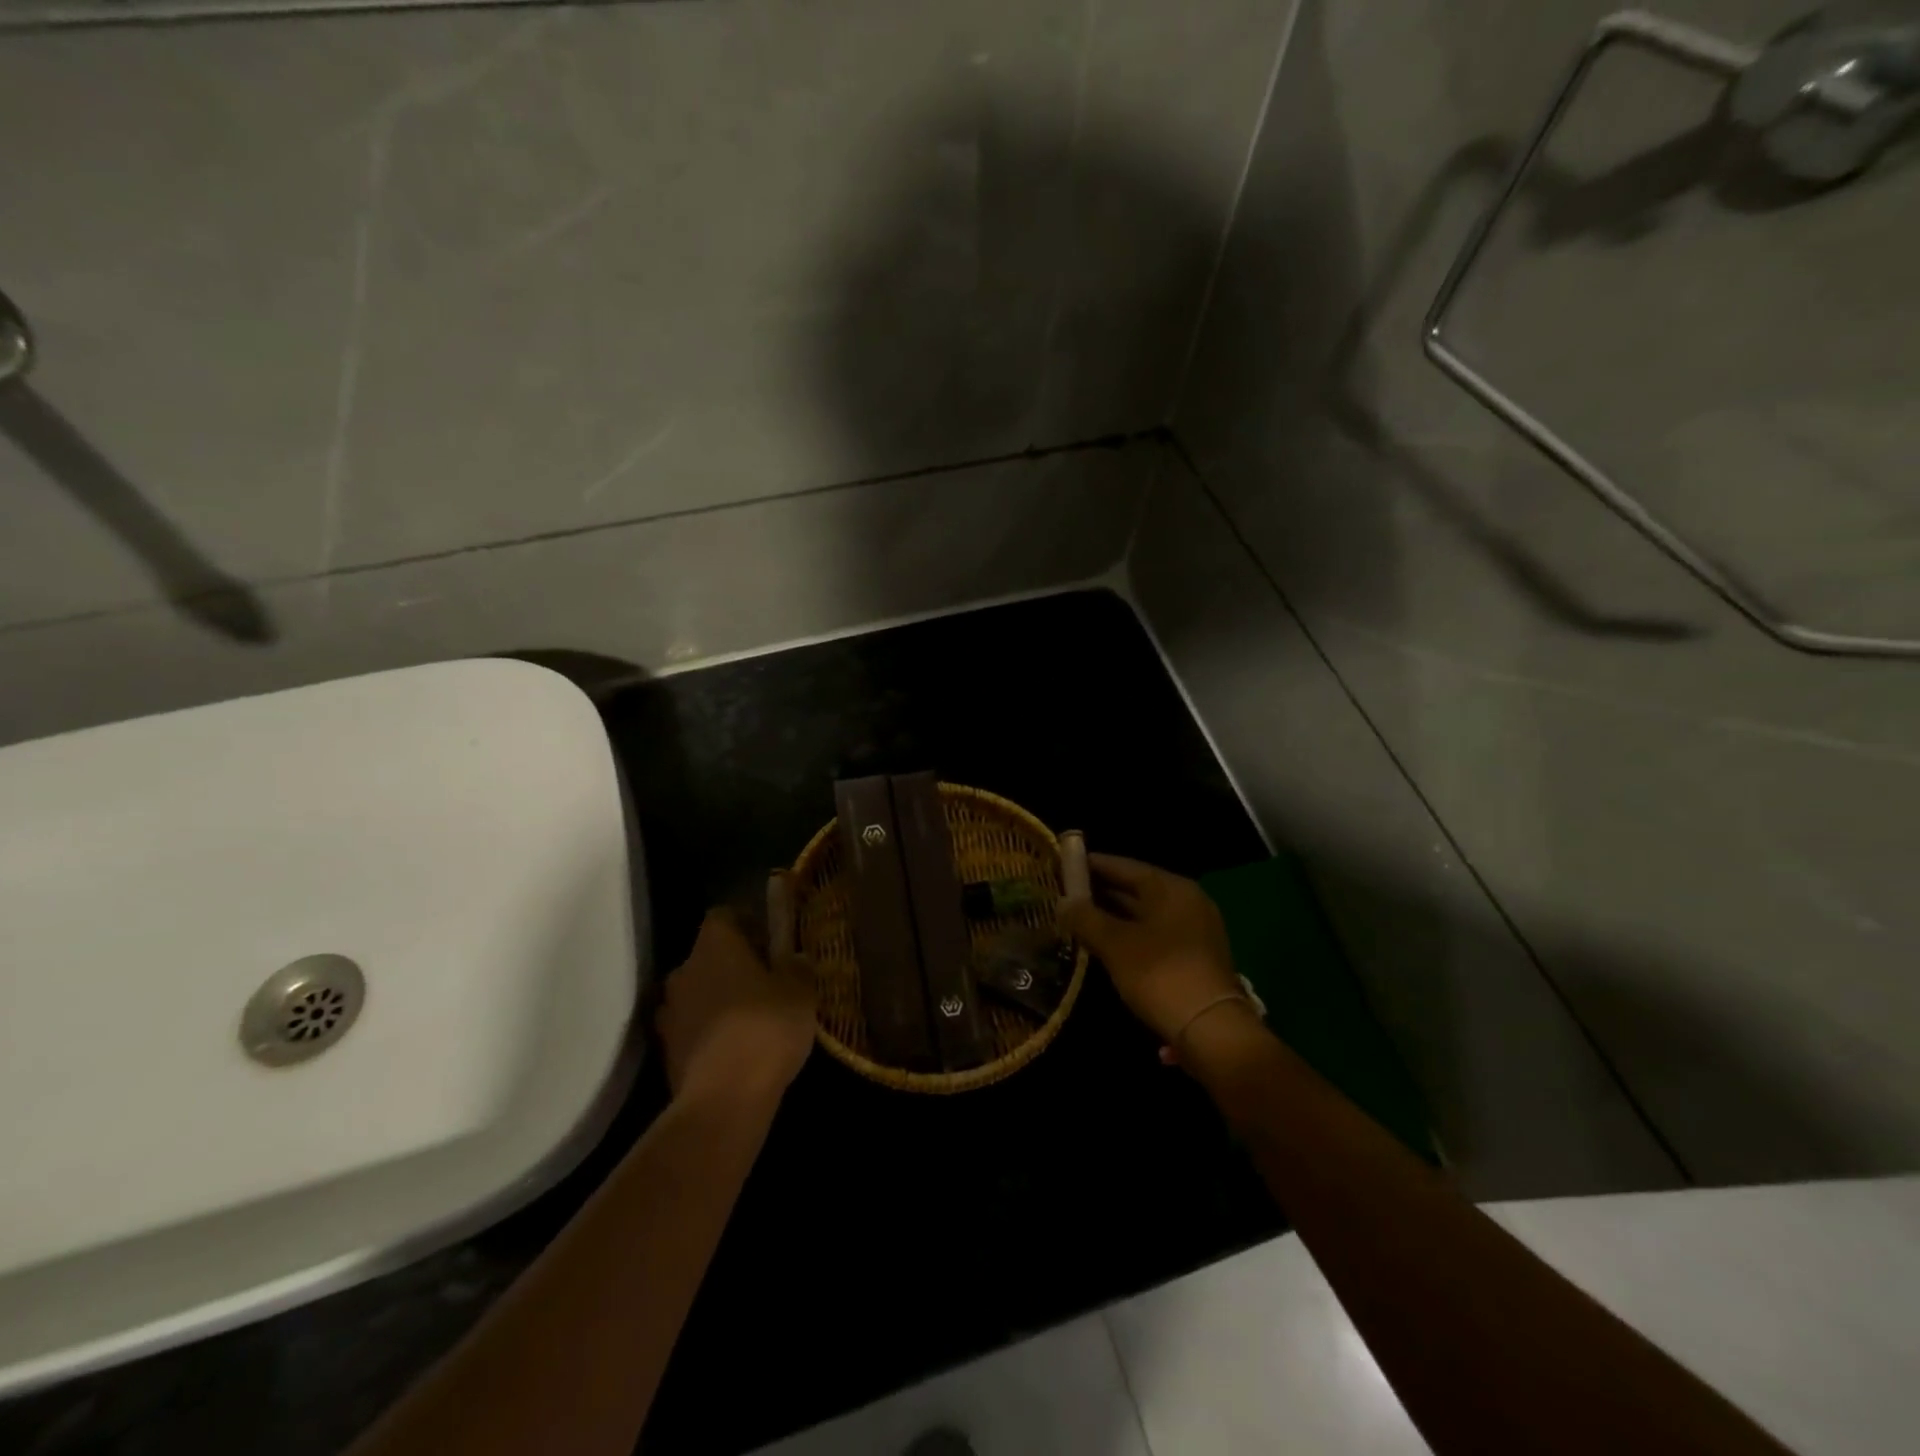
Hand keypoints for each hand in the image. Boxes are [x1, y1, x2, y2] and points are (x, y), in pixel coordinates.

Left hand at [656, 903, 815, 1107]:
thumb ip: (797, 968)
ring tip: (749, 1020)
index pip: (724, 915)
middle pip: (708, 956)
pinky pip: (690, 1027)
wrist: (723, 1099)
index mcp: (715, 945)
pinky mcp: (666, 1050)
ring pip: (696, 992)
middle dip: (732, 965)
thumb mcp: (801, 993)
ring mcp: (669, 1012)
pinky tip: (734, 1050)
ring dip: (717, 999)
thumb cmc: (766, 1028)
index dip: (747, 924)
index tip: (769, 944)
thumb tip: (794, 960)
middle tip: (764, 983)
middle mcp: (683, 970)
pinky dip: (708, 1032)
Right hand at [1059, 854, 1248, 1047]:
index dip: (1093, 864)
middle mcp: (1187, 902)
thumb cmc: (1160, 974)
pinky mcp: (1195, 957)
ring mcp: (1195, 930)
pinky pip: (1154, 935)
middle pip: (1137, 889)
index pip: (1125, 866)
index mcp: (1171, 888)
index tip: (1064, 864)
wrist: (1211, 1030)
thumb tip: (1062, 901)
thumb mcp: (1115, 944)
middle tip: (1065, 893)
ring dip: (1114, 916)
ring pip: (1145, 914)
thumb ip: (1086, 918)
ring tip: (1079, 919)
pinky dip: (1130, 935)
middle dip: (1101, 892)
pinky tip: (1106, 946)